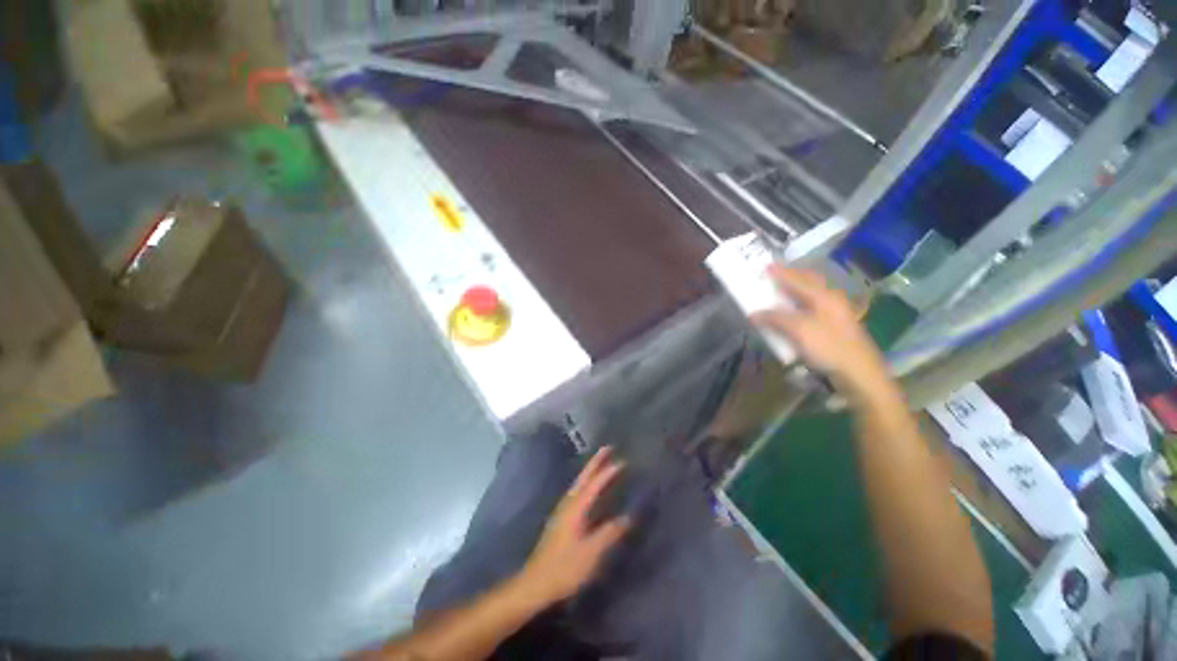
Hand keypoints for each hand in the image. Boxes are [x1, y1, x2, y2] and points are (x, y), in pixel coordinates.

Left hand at [518, 447, 630, 606]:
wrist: (535, 583)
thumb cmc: (564, 568)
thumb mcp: (591, 553)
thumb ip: (609, 533)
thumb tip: (627, 517)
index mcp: (575, 508)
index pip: (594, 484)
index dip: (608, 472)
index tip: (622, 461)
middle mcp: (568, 503)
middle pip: (583, 477)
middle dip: (595, 462)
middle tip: (608, 448)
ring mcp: (562, 511)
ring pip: (579, 483)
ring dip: (590, 471)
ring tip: (601, 463)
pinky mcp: (561, 519)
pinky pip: (577, 492)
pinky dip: (586, 483)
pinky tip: (590, 489)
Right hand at [750, 266, 890, 396]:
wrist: (859, 373)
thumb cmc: (828, 347)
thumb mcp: (798, 330)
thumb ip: (775, 318)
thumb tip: (753, 314)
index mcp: (824, 296)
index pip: (797, 279)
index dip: (780, 273)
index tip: (765, 266)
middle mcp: (831, 300)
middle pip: (810, 282)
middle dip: (792, 276)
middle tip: (776, 274)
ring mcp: (836, 313)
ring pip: (813, 294)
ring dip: (796, 290)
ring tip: (782, 290)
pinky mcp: (835, 327)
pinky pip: (814, 308)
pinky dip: (800, 304)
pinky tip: (794, 311)